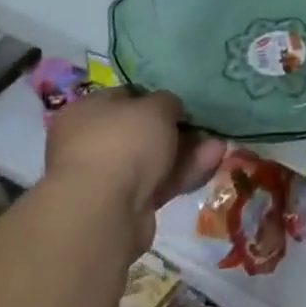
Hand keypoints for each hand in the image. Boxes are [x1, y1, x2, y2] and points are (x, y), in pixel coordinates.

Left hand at [43, 90, 224, 252]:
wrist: (104, 209)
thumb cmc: (123, 141)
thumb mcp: (156, 107)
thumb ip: (168, 102)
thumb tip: (170, 108)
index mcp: (86, 112)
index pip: (125, 97)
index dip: (156, 98)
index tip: (182, 102)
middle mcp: (90, 143)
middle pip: (142, 132)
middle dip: (178, 130)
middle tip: (206, 127)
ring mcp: (106, 178)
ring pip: (154, 160)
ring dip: (187, 152)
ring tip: (219, 146)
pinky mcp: (124, 206)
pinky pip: (159, 183)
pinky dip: (183, 174)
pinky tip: (211, 164)